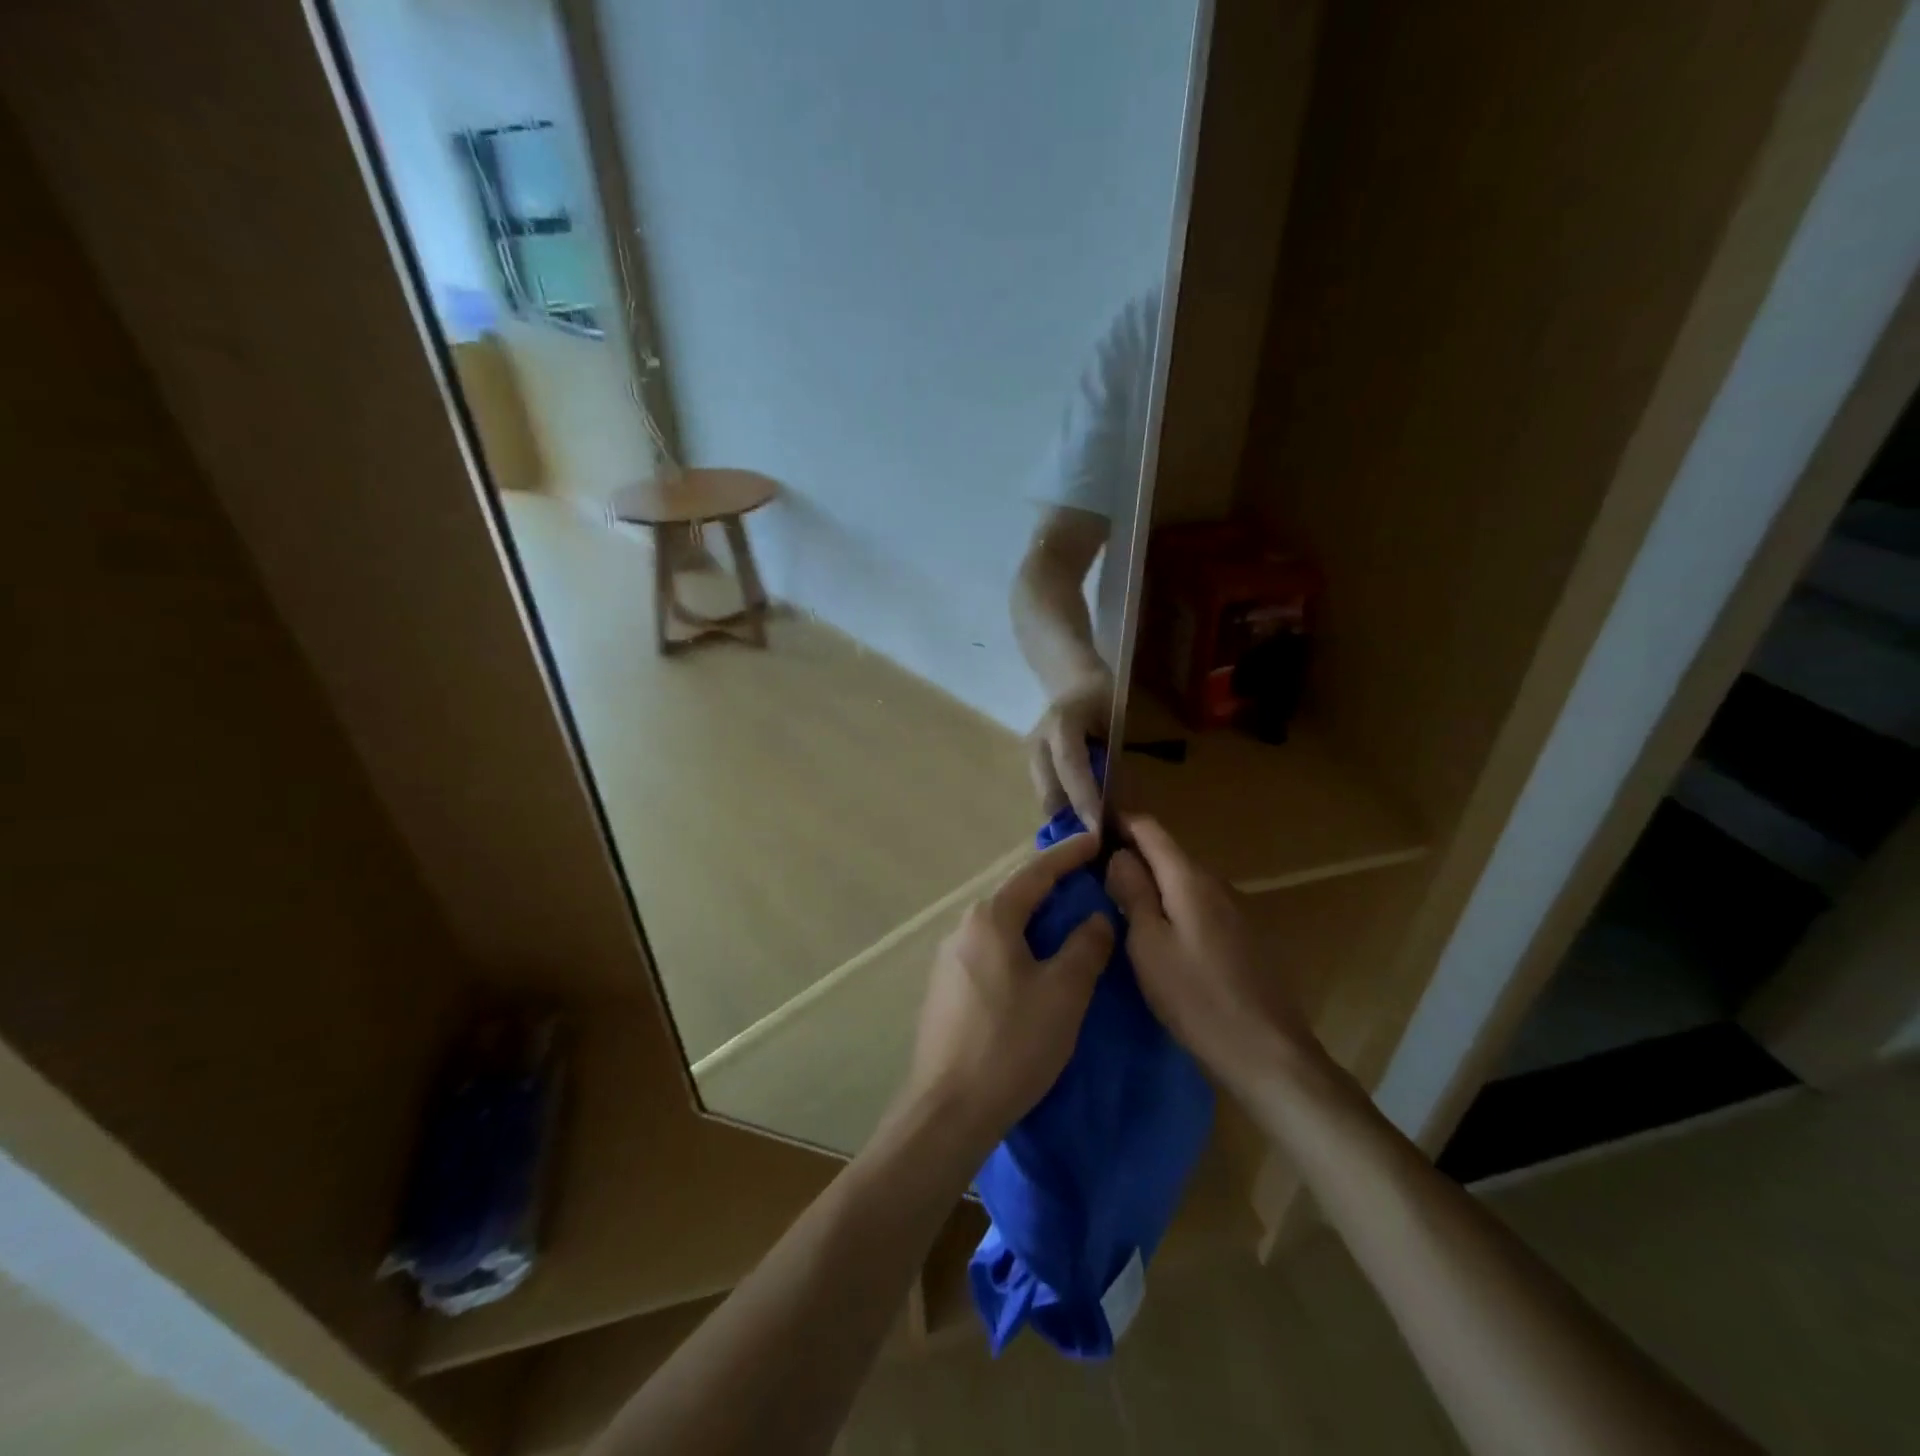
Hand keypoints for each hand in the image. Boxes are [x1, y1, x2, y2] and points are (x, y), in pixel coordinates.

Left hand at [905, 832, 1113, 1145]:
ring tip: (1066, 926)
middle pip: (1015, 897)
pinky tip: (1033, 968)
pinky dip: (1017, 947)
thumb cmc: (1012, 1044)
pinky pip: (989, 952)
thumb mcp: (1064, 993)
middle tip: (1087, 885)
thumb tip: (1097, 918)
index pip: (1035, 873)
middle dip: (1052, 888)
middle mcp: (963, 928)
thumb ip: (1086, 947)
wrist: (949, 1109)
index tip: (1095, 841)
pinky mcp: (944, 989)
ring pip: (1001, 927)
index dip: (1069, 856)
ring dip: (1034, 921)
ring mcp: (948, 959)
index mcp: (991, 919)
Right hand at [1027, 674, 1111, 829]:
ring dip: (1066, 817)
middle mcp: (1039, 740)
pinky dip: (1062, 808)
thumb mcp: (1115, 721)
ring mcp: (1030, 753)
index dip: (1084, 798)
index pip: (1070, 766)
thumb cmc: (1102, 698)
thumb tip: (1116, 806)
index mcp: (1061, 722)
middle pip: (1049, 790)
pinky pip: (1046, 794)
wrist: (1073, 680)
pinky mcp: (1029, 765)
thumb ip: (1112, 761)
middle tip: (1098, 840)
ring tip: (1090, 833)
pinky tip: (1079, 819)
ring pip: (1045, 797)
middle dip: (1072, 819)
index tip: (1098, 828)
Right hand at [1106, 816, 1322, 1094]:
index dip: (1120, 822)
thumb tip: (1119, 854)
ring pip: (1183, 881)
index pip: (1151, 830)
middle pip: (1168, 854)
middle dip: (1132, 854)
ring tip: (1116, 897)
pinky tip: (1155, 929)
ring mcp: (1234, 910)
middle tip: (1092, 868)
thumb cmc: (1196, 997)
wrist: (1267, 1053)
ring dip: (1151, 881)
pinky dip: (1171, 904)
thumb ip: (1133, 892)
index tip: (1088, 827)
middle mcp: (1216, 884)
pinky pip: (1197, 905)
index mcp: (1190, 879)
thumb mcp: (1148, 944)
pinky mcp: (1242, 937)